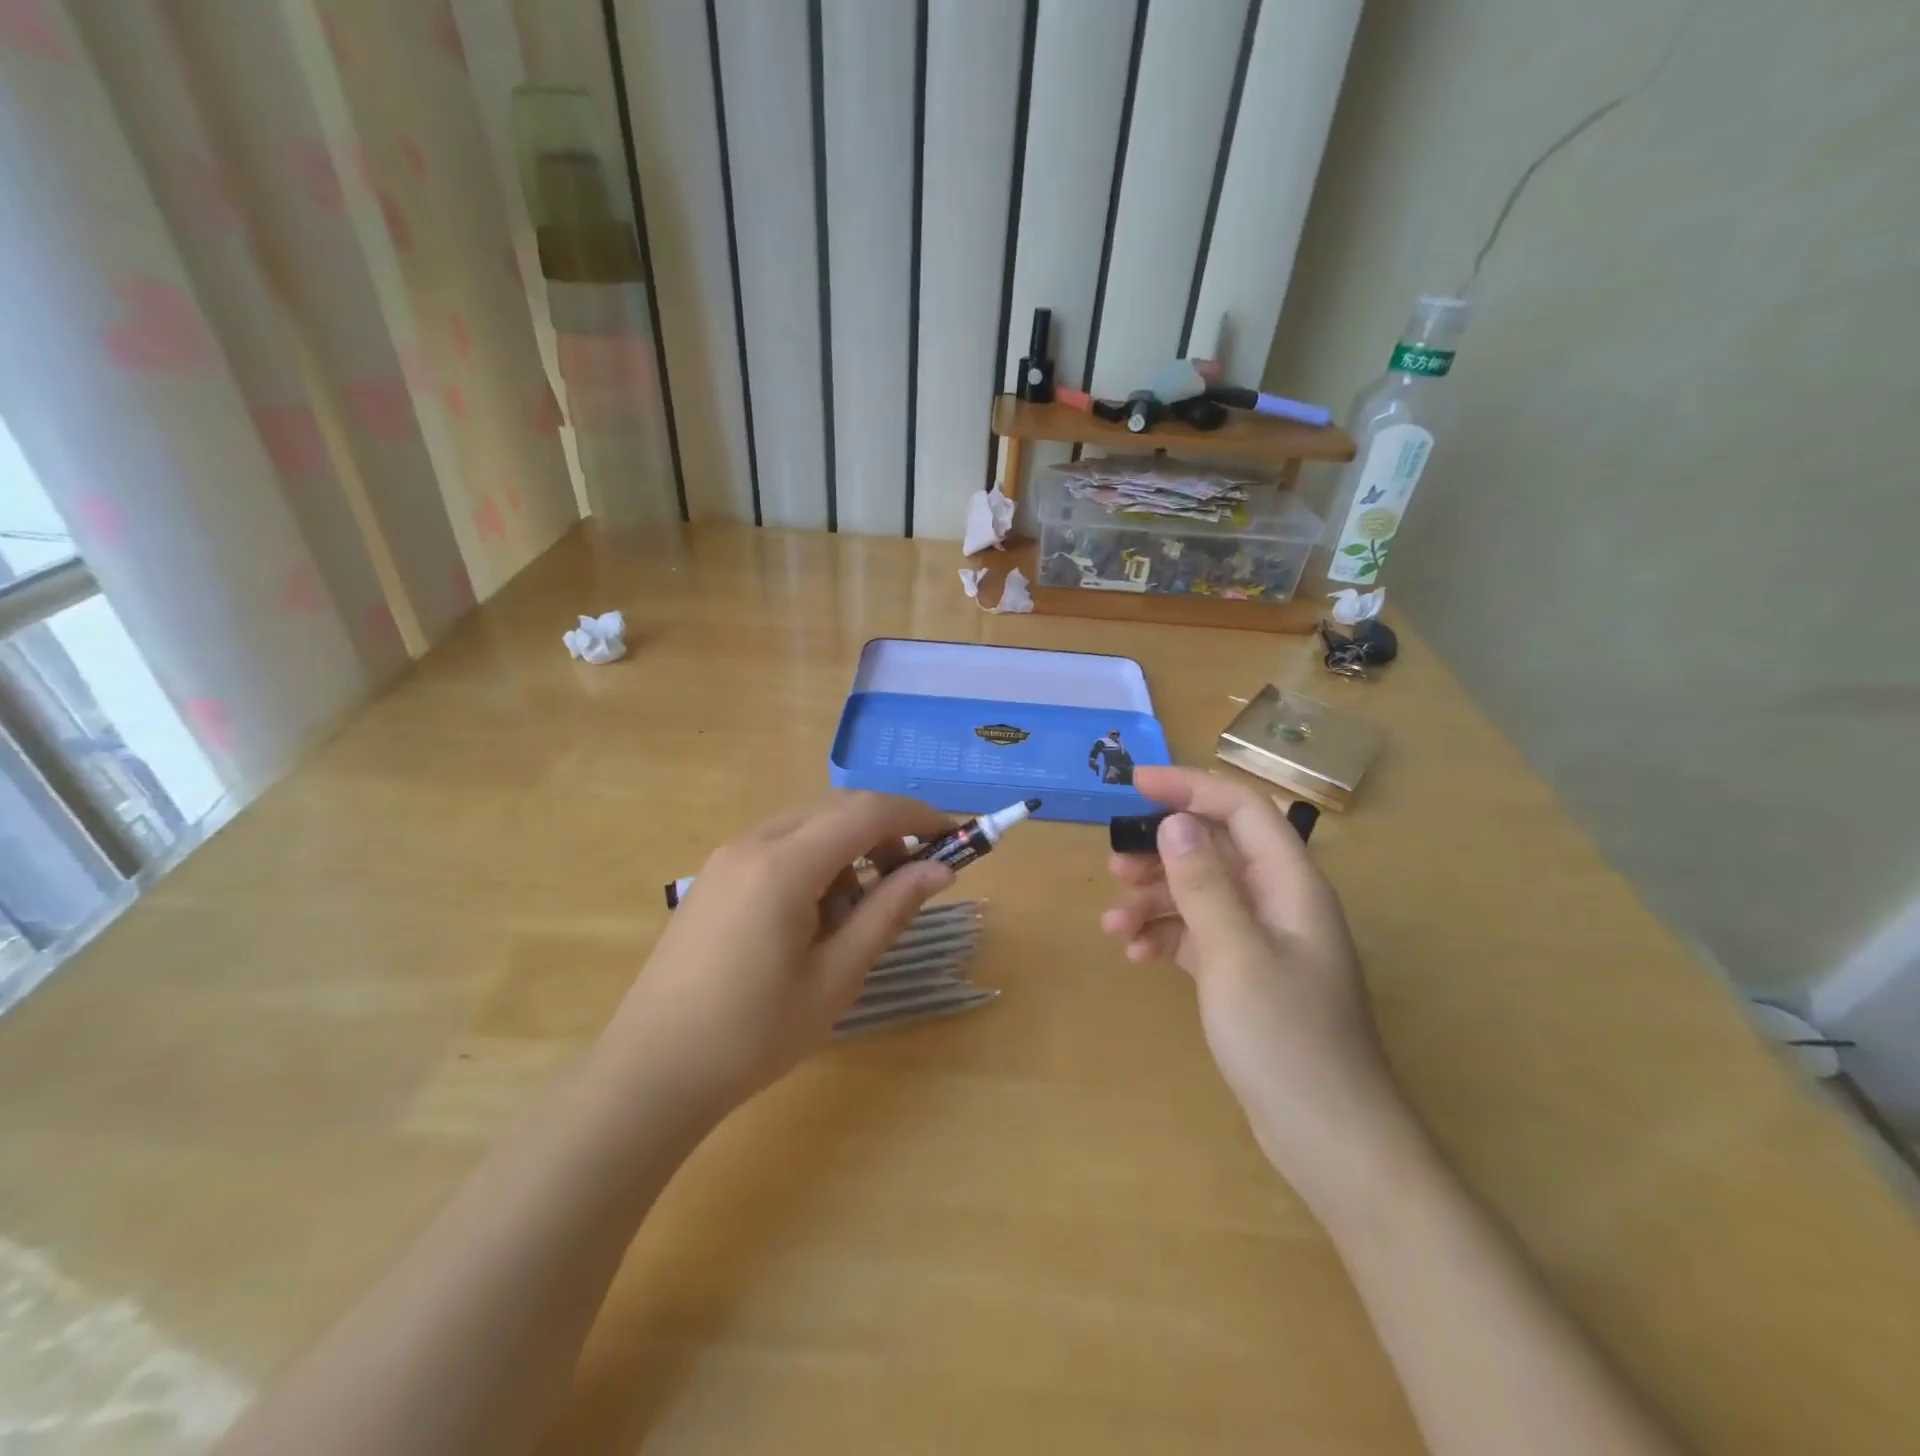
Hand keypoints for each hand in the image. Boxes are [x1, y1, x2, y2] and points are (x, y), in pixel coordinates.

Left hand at [607, 793, 954, 1115]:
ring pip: (807, 824)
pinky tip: (815, 913)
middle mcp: (752, 843)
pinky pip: (778, 845)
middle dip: (885, 830)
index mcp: (784, 866)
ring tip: (860, 908)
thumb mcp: (836, 977)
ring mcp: (726, 857)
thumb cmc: (753, 1034)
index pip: (866, 812)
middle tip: (914, 875)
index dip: (917, 816)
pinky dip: (815, 859)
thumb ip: (889, 912)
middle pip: (837, 809)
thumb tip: (940, 871)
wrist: (651, 1072)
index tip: (953, 837)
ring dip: (849, 846)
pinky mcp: (713, 876)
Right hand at [1101, 766, 1410, 1204]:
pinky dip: (1166, 937)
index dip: (1189, 788)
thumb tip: (1175, 821)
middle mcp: (1278, 903)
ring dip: (1156, 899)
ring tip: (1114, 920)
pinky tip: (1136, 954)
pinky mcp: (1246, 975)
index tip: (1134, 785)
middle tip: (1114, 865)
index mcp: (1290, 885)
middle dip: (1162, 851)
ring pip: (1201, 894)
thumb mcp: (1236, 954)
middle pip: (1216, 850)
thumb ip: (1204, 884)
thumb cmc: (1286, 1039)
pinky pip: (1199, 936)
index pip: (1241, 810)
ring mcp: (1263, 941)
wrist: (1330, 1139)